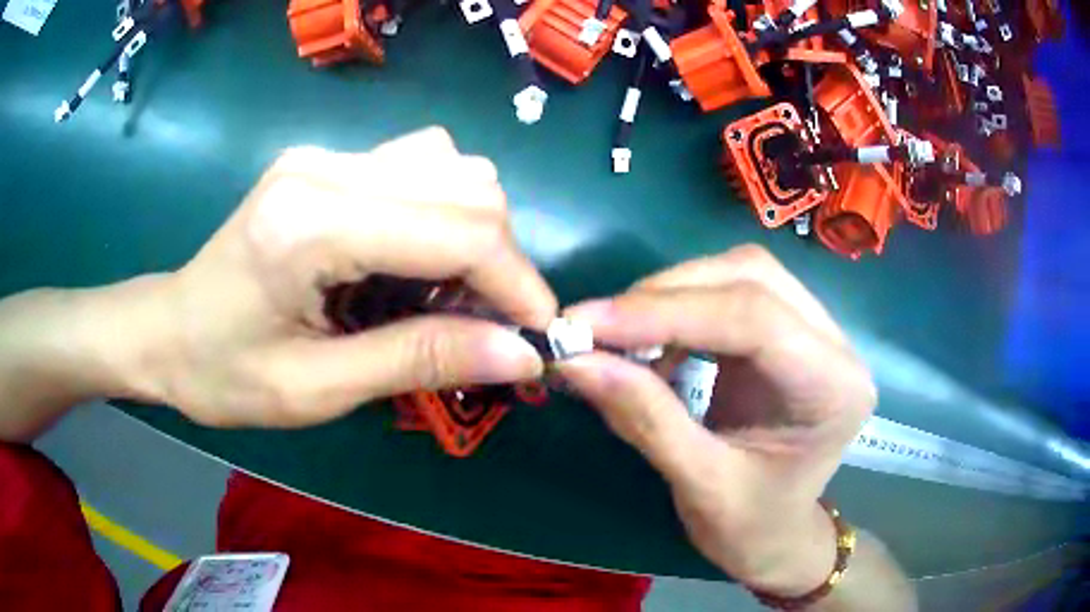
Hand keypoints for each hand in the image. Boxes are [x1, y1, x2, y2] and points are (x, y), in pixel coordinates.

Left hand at [133, 128, 556, 427]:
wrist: (167, 332)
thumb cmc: (225, 374)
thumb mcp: (317, 389)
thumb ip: (419, 359)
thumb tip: (520, 353)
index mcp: (309, 225)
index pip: (456, 228)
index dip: (515, 281)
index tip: (535, 335)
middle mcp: (323, 167)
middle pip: (465, 184)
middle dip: (500, 259)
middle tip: (487, 324)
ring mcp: (323, 155)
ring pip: (450, 165)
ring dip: (473, 231)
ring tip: (448, 295)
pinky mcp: (325, 160)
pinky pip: (418, 167)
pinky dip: (441, 214)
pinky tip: (413, 260)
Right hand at [559, 246, 875, 594]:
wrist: (777, 537)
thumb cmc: (751, 528)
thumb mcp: (699, 487)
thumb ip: (645, 419)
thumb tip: (575, 360)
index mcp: (834, 389)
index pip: (756, 319)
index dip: (666, 312)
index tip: (586, 324)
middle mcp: (835, 346)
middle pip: (751, 278)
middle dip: (665, 296)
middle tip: (595, 327)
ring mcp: (815, 332)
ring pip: (740, 274)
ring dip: (670, 297)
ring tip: (619, 337)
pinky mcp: (787, 332)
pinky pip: (731, 294)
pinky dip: (680, 310)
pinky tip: (653, 344)